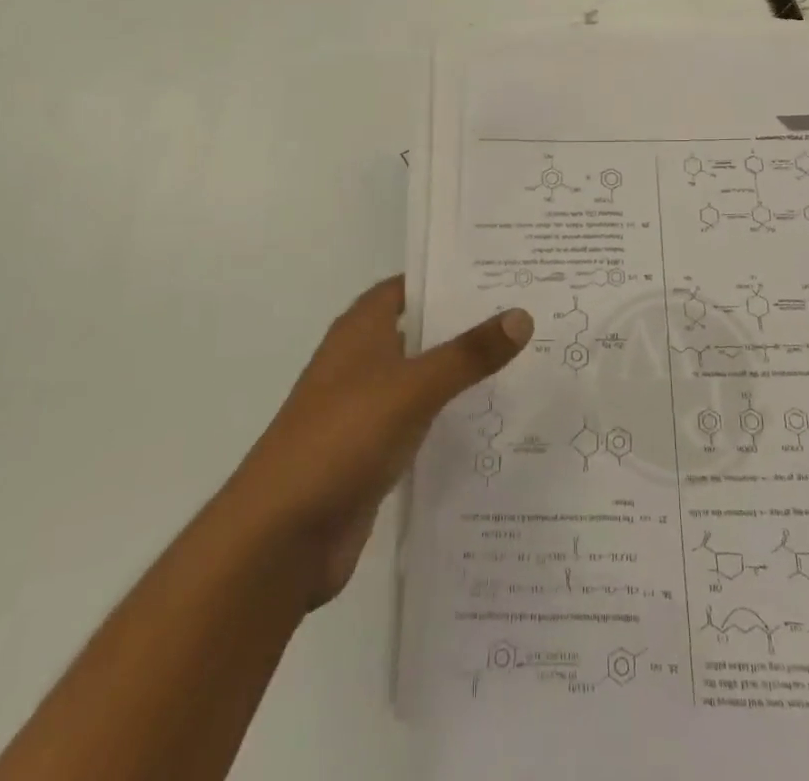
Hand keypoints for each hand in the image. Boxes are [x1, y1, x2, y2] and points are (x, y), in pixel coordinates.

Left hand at [226, 276, 532, 609]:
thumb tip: (522, 314)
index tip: (498, 272)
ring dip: (460, 371)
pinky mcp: (373, 453)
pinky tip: (492, 421)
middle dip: (464, 323)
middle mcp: (361, 362)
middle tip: (526, 313)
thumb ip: (468, 353)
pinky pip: (420, 422)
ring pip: (422, 378)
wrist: (282, 536)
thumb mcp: (412, 388)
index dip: (445, 276)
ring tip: (523, 361)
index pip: (407, 286)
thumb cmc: (342, 438)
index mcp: (360, 331)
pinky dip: (449, 417)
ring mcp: (365, 409)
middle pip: (419, 330)